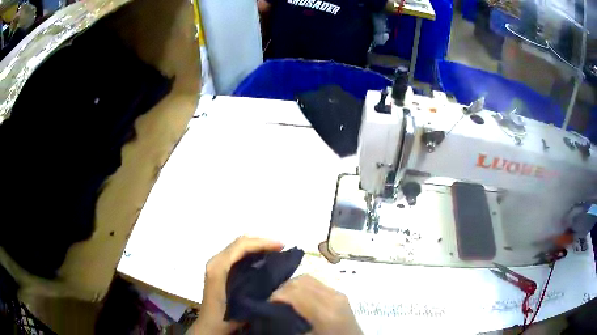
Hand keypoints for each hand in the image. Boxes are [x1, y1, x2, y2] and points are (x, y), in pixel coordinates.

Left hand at [188, 236, 283, 334]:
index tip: (282, 247)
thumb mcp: (243, 302)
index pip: (242, 246)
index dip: (263, 243)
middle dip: (261, 242)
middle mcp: (215, 261)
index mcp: (219, 267)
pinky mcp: (217, 269)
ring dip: (256, 246)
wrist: (210, 325)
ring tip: (275, 252)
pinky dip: (250, 252)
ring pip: (237, 246)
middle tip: (281, 248)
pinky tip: (262, 260)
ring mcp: (215, 264)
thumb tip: (276, 272)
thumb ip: (255, 286)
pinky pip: (235, 253)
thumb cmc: (226, 316)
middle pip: (239, 242)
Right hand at [271, 275, 362, 334]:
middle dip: (282, 288)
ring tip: (284, 299)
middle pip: (301, 281)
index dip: (276, 295)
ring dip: (292, 286)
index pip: (295, 292)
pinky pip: (317, 283)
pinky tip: (298, 299)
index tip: (267, 304)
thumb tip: (271, 312)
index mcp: (325, 312)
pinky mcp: (340, 294)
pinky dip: (303, 287)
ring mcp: (339, 294)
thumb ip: (290, 322)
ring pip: (308, 278)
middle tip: (273, 302)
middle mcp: (333, 297)